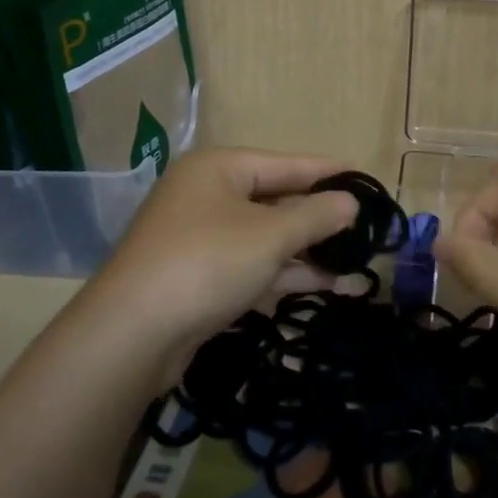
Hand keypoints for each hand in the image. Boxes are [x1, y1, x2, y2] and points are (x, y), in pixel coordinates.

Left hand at [82, 148, 358, 377]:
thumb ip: (316, 216)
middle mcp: (208, 195)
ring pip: (266, 236)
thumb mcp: (270, 236)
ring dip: (308, 250)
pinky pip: (252, 263)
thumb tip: (350, 202)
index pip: (287, 163)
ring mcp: (201, 237)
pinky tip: (326, 285)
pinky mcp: (200, 276)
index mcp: (220, 168)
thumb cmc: (207, 263)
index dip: (329, 172)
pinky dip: (285, 272)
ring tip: (356, 261)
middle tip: (365, 226)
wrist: (131, 335)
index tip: (366, 178)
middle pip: (276, 198)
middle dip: (320, 217)